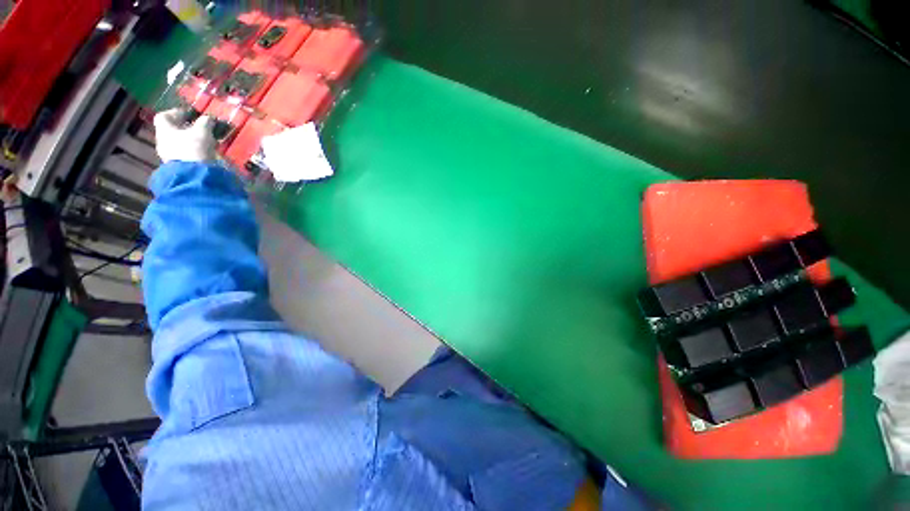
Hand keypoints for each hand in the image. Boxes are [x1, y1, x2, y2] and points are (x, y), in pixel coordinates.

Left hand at [153, 108, 217, 163]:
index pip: (164, 116)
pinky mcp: (178, 165)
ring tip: (206, 141)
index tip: (189, 113)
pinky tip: (204, 151)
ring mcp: (168, 154)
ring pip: (179, 142)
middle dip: (186, 127)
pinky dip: (193, 149)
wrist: (193, 176)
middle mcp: (162, 140)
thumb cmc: (194, 148)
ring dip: (191, 139)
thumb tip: (208, 117)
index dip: (176, 112)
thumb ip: (205, 122)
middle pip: (172, 130)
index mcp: (164, 129)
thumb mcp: (203, 132)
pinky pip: (184, 153)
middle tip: (200, 127)